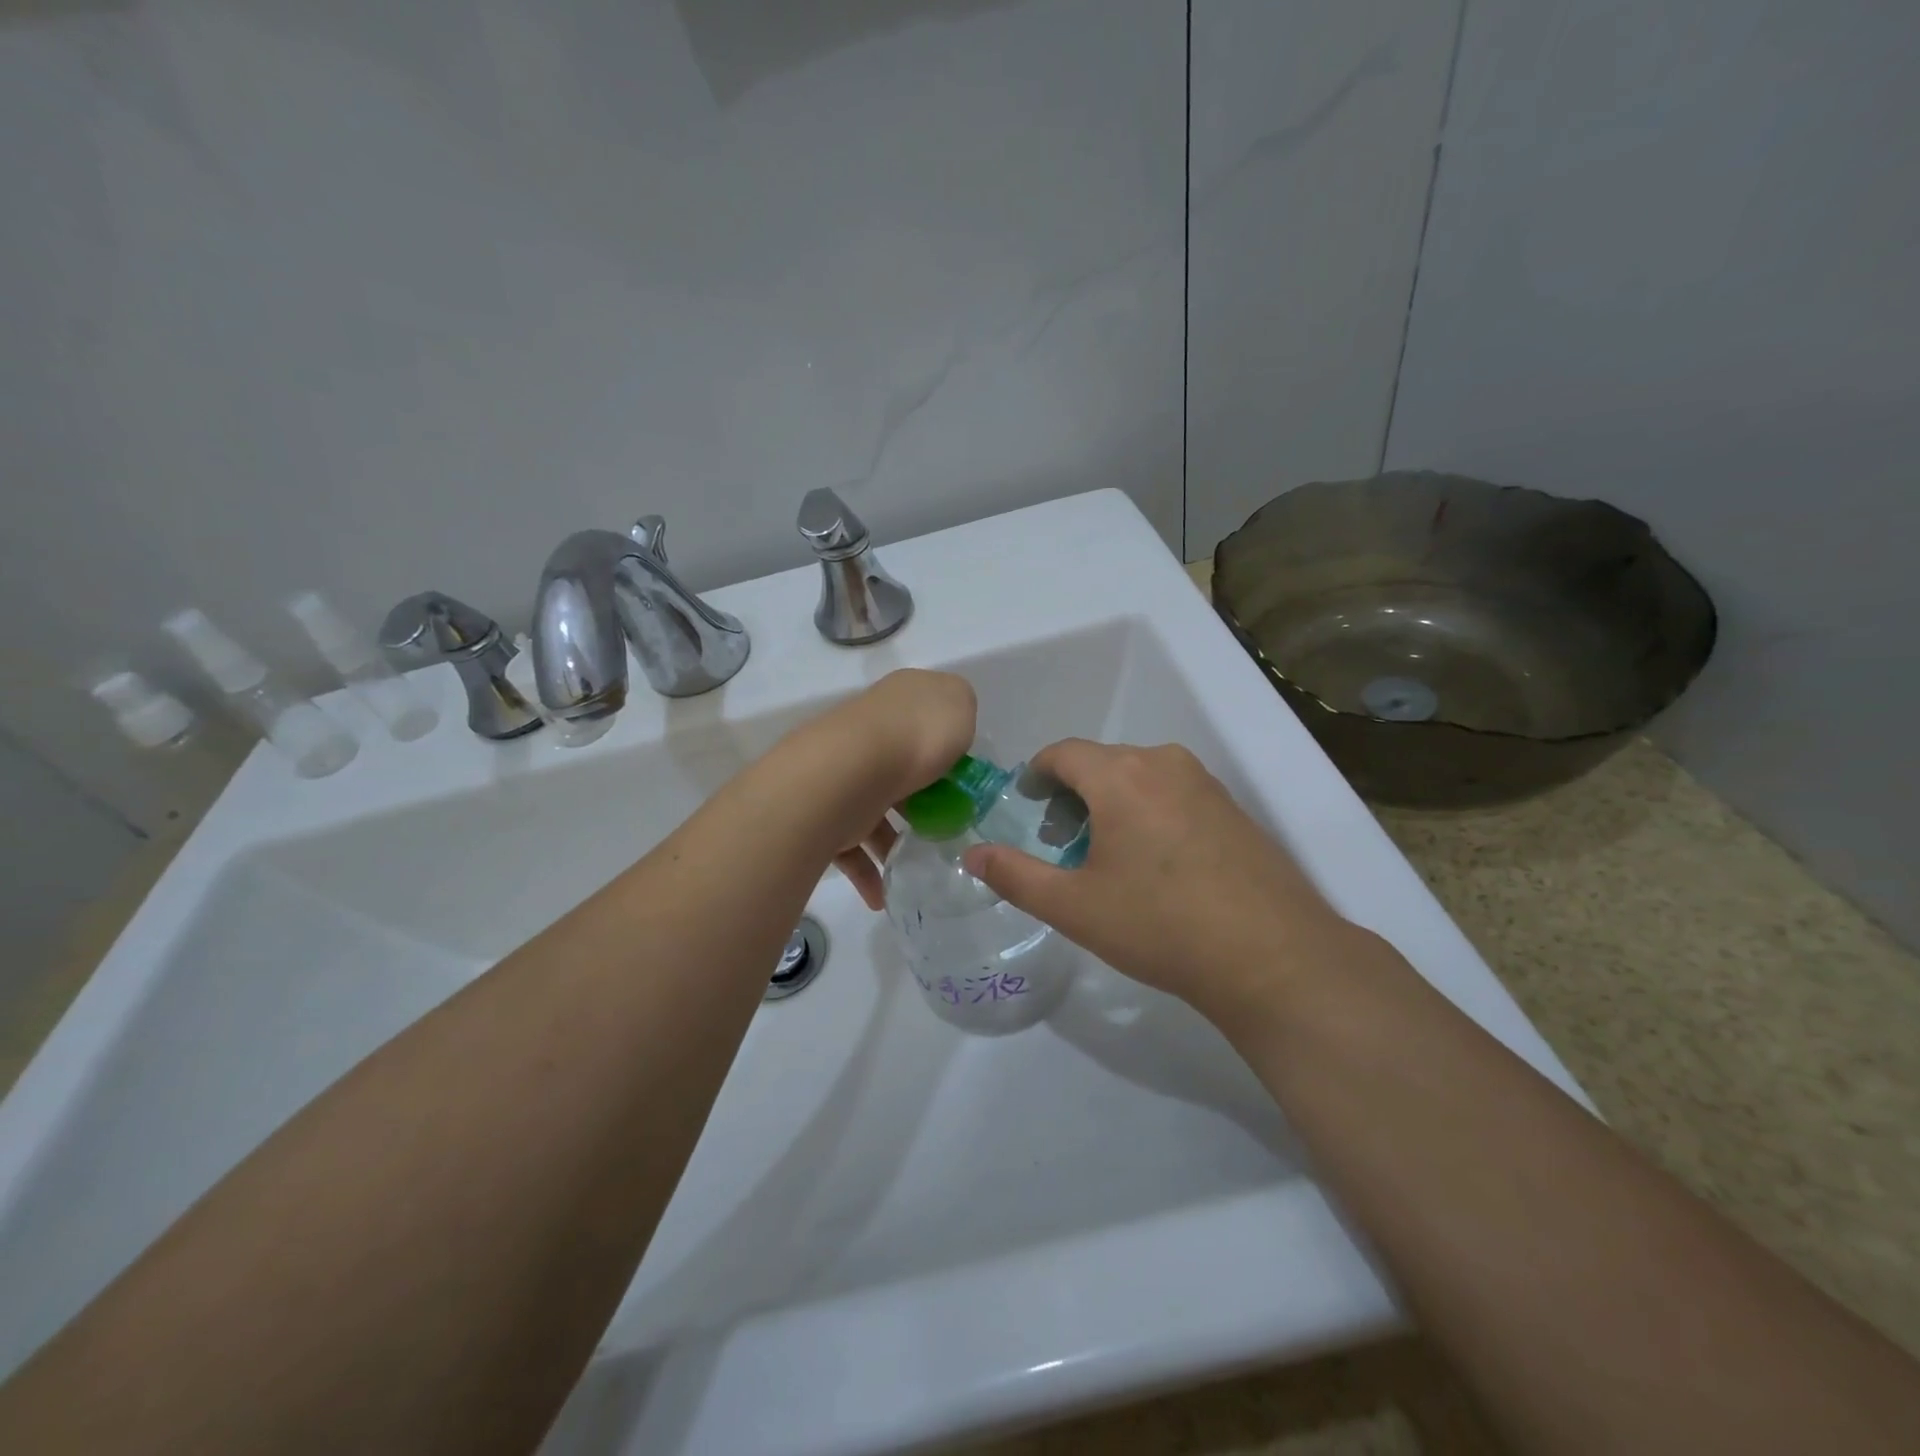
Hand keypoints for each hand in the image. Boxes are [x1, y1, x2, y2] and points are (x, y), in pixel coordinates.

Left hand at [782, 670, 975, 909]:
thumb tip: (949, 726)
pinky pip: (848, 844)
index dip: (947, 747)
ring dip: (892, 843)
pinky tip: (882, 895)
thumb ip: (960, 712)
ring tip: (914, 870)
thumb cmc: (916, 736)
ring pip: (873, 807)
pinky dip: (866, 871)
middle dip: (919, 798)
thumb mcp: (959, 705)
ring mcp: (843, 770)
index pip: (925, 719)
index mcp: (900, 701)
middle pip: (900, 764)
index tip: (964, 781)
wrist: (848, 770)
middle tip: (943, 827)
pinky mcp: (825, 808)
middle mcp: (868, 731)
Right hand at [961, 740, 1361, 1022]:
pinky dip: (1149, 812)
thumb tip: (972, 854)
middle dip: (1073, 795)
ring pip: (1139, 777)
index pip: (1063, 753)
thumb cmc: (1160, 925)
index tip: (1026, 806)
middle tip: (1062, 844)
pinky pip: (1173, 793)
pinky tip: (1156, 865)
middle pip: (1102, 763)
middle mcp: (1164, 763)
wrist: (1273, 957)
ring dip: (1112, 803)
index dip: (1036, 775)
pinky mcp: (1233, 808)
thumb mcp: (1074, 907)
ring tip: (1107, 857)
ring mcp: (1205, 783)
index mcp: (1121, 775)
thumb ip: (1014, 875)